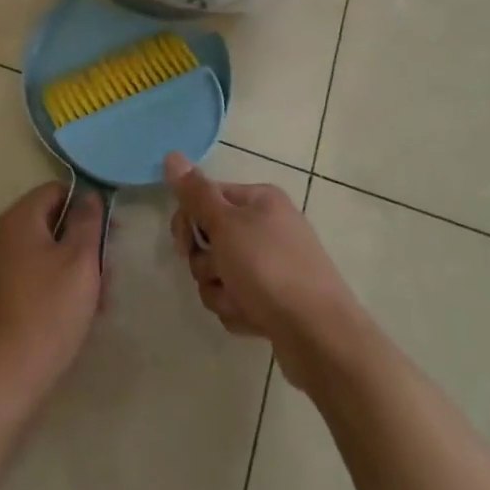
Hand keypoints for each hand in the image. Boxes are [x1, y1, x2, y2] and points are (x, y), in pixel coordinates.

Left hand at [0, 182, 103, 415]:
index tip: (109, 233)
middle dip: (82, 245)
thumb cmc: (48, 314)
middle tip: (107, 275)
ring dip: (71, 271)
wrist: (2, 382)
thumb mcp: (80, 262)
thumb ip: (87, 222)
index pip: (55, 191)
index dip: (85, 206)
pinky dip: (51, 289)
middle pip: (49, 225)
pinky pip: (28, 280)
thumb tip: (87, 195)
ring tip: (96, 303)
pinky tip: (71, 318)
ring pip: (41, 256)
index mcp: (17, 221)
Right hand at [167, 153, 364, 390]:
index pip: (206, 198)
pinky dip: (239, 309)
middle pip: (211, 239)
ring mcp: (272, 265)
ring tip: (242, 301)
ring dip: (221, 291)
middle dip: (207, 264)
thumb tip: (172, 155)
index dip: (189, 222)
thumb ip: (195, 193)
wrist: (318, 333)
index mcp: (259, 200)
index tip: (184, 245)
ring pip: (220, 274)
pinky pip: (237, 299)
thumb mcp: (226, 224)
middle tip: (220, 273)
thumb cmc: (268, 268)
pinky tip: (255, 319)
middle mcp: (267, 226)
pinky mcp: (274, 299)